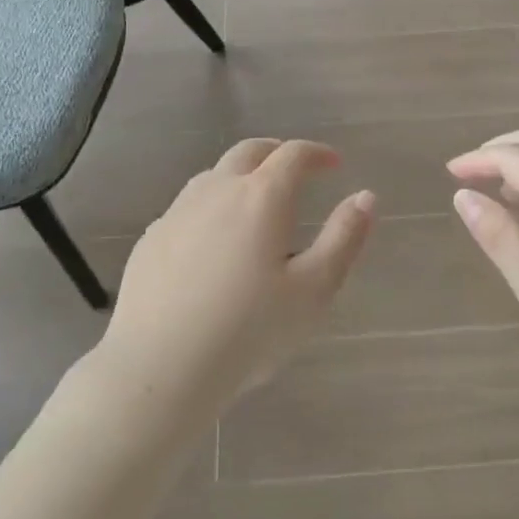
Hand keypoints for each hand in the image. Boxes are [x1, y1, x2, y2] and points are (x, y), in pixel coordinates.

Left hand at [98, 138, 375, 414]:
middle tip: (296, 171)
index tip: (333, 164)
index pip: (293, 155)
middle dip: (277, 153)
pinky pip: (188, 207)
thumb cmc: (248, 331)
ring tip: (256, 205)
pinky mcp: (152, 238)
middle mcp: (217, 190)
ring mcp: (178, 212)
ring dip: (241, 177)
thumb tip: (366, 196)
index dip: (317, 154)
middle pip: (249, 152)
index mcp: (261, 197)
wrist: (159, 367)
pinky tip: (213, 243)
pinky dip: (211, 207)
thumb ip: (344, 238)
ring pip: (214, 175)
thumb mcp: (313, 290)